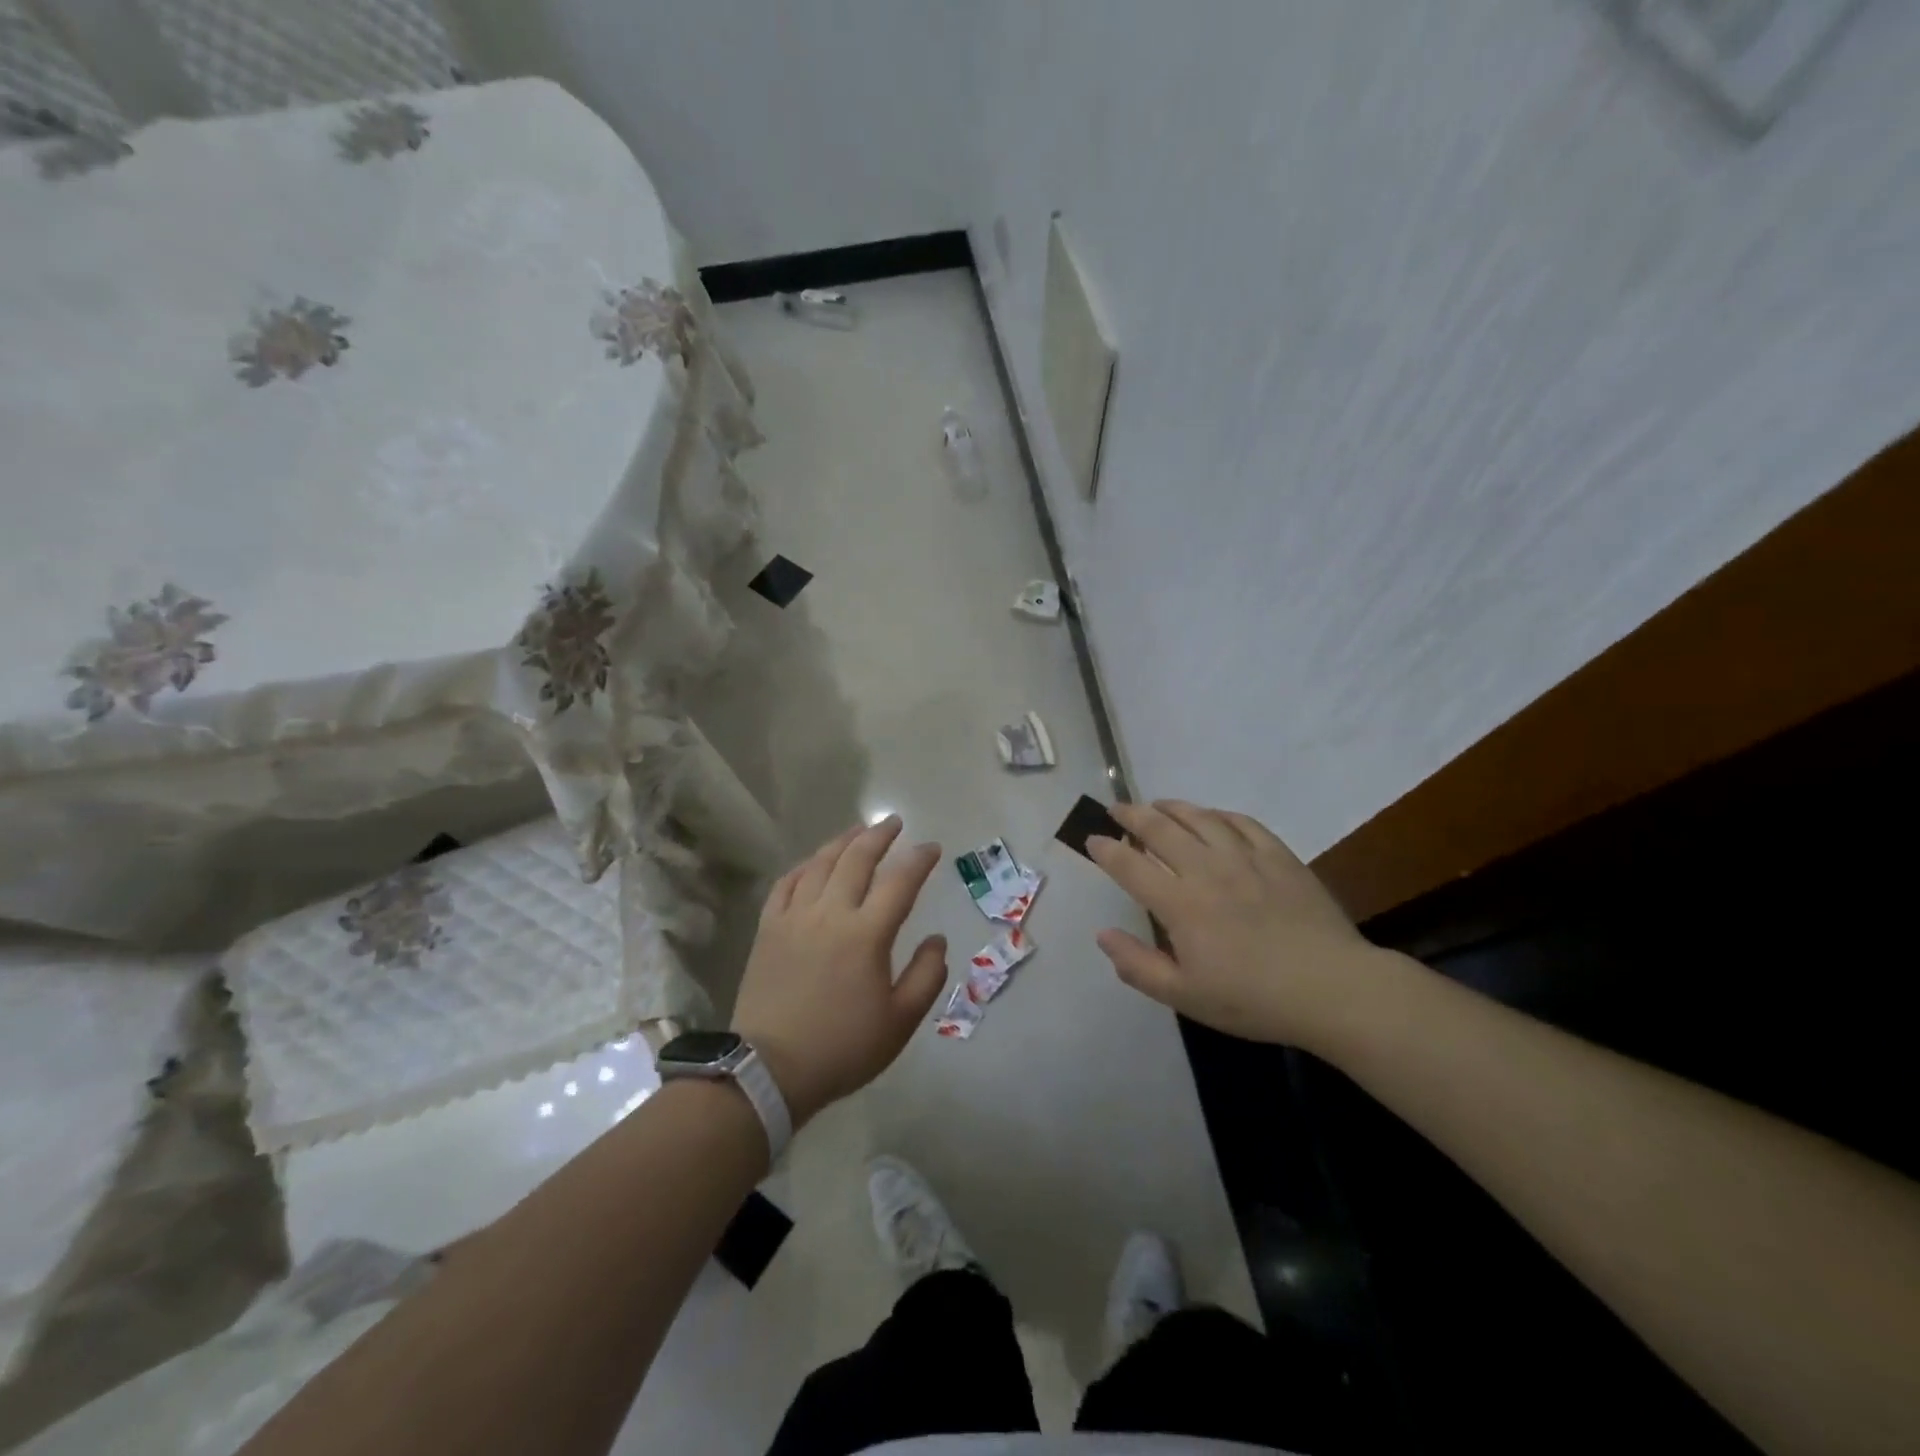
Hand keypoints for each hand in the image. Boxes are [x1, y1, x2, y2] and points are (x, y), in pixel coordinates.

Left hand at [731, 817, 947, 1126]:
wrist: (769, 1070)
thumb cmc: (842, 1048)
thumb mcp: (900, 1022)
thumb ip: (927, 976)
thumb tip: (936, 939)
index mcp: (867, 934)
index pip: (900, 882)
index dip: (919, 860)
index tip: (932, 848)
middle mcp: (831, 913)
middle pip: (857, 859)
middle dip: (880, 835)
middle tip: (895, 822)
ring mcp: (794, 917)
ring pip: (820, 864)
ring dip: (843, 842)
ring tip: (858, 830)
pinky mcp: (768, 929)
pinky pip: (786, 884)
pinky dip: (804, 867)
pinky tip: (813, 862)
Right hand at [1088, 800, 1390, 1047]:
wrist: (1332, 988)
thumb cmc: (1253, 999)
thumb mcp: (1185, 996)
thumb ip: (1138, 965)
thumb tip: (1103, 934)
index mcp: (1179, 904)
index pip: (1130, 866)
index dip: (1106, 849)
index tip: (1092, 839)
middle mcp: (1206, 870)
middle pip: (1159, 829)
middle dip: (1132, 815)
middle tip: (1117, 809)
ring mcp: (1245, 857)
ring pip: (1199, 818)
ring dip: (1171, 807)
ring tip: (1157, 805)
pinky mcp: (1278, 856)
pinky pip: (1241, 822)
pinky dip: (1218, 814)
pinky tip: (1212, 817)